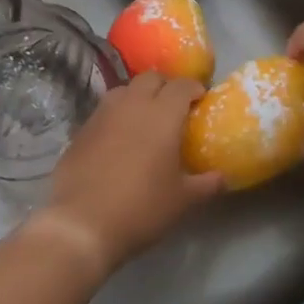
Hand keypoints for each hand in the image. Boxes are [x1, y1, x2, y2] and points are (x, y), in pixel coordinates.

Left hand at [40, 71, 222, 273]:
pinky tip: (119, 139)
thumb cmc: (141, 208)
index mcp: (162, 115)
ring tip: (145, 119)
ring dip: (138, 96)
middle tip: (174, 107)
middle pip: (151, 78)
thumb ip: (206, 184)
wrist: (82, 224)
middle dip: (165, 86)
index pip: (181, 85)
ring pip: (124, 90)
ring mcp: (102, 115)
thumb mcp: (182, 201)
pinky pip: (104, 111)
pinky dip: (116, 116)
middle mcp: (132, 105)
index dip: (194, 88)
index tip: (201, 100)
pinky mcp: (81, 130)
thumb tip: (222, 177)